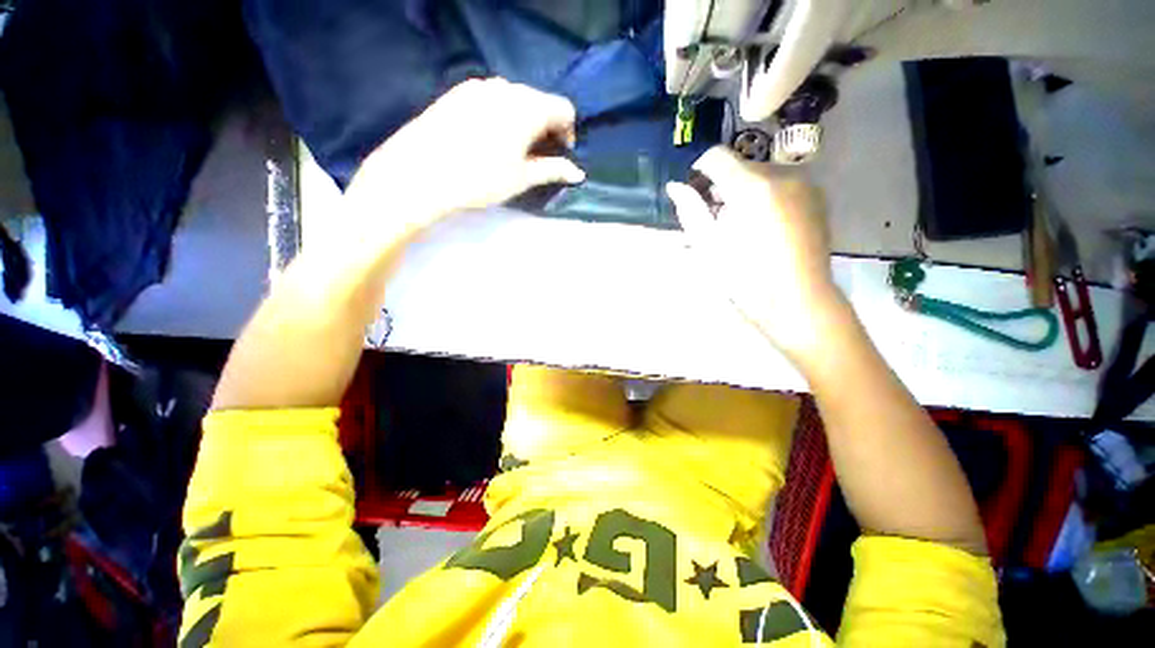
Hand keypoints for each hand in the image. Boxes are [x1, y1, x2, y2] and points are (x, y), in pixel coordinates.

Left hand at [347, 78, 584, 228]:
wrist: (420, 172)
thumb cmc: (480, 178)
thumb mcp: (522, 178)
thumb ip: (553, 170)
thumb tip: (578, 173)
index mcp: (528, 106)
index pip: (563, 108)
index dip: (569, 131)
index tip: (561, 153)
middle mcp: (506, 87)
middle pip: (539, 100)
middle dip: (546, 126)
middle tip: (539, 154)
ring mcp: (479, 85)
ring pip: (515, 98)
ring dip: (523, 120)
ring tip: (513, 148)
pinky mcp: (458, 92)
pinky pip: (491, 97)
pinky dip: (501, 114)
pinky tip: (488, 138)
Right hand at [666, 146, 845, 359]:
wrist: (798, 300)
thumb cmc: (745, 278)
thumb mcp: (709, 246)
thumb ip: (690, 211)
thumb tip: (675, 186)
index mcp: (751, 188)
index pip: (717, 156)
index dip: (699, 169)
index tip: (693, 191)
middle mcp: (781, 175)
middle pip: (740, 165)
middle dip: (722, 184)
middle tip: (714, 216)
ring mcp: (803, 184)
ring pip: (761, 174)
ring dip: (743, 191)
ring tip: (738, 224)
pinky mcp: (816, 196)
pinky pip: (780, 185)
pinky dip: (764, 196)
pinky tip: (762, 226)